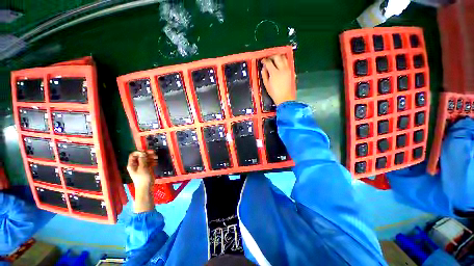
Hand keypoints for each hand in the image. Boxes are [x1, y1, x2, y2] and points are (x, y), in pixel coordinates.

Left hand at [127, 151, 156, 212]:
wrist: (146, 187)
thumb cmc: (143, 178)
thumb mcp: (143, 168)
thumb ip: (143, 160)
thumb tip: (143, 153)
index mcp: (132, 164)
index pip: (133, 155)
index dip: (139, 152)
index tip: (146, 152)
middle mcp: (136, 165)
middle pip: (140, 156)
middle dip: (147, 154)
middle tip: (154, 153)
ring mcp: (141, 167)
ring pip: (145, 159)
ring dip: (151, 157)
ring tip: (156, 157)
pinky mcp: (146, 169)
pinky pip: (149, 163)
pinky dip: (152, 161)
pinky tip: (156, 162)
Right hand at [261, 54, 295, 105]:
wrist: (284, 98)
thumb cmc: (274, 93)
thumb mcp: (266, 85)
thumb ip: (264, 75)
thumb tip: (263, 68)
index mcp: (274, 73)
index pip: (268, 62)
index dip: (264, 60)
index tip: (263, 61)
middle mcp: (282, 69)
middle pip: (277, 57)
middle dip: (272, 56)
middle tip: (268, 59)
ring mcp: (287, 70)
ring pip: (284, 58)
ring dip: (278, 57)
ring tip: (275, 60)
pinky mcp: (290, 71)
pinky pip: (287, 62)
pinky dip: (283, 61)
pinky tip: (280, 64)